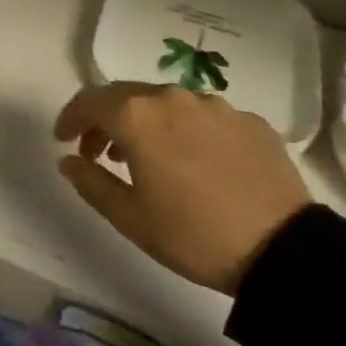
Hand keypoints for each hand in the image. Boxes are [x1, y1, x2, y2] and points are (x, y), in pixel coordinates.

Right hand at [54, 82, 310, 295]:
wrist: (283, 249)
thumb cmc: (193, 234)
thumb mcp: (129, 217)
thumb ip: (91, 182)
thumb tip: (69, 160)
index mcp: (137, 115)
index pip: (89, 101)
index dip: (70, 118)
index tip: (63, 139)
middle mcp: (172, 97)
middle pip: (126, 96)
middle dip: (106, 119)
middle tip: (99, 152)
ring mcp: (214, 105)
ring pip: (166, 103)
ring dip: (146, 123)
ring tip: (147, 158)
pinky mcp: (248, 120)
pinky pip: (204, 117)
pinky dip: (186, 131)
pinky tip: (195, 162)